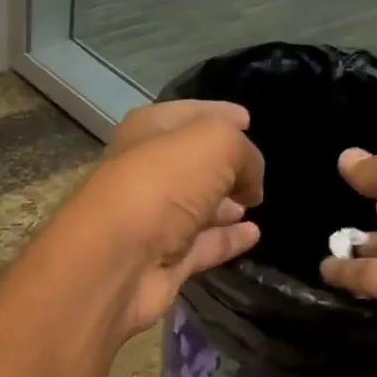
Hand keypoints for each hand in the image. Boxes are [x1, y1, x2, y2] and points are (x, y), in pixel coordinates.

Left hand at [62, 100, 265, 334]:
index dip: (221, 115)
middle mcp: (148, 174)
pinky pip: (204, 245)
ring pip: (198, 207)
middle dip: (225, 166)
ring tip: (258, 203)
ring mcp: (155, 221)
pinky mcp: (165, 261)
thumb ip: (245, 154)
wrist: (118, 261)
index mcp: (149, 132)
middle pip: (193, 164)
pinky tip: (254, 235)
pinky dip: (227, 240)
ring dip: (226, 205)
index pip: (190, 115)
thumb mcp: (216, 144)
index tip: (249, 120)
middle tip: (257, 172)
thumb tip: (252, 183)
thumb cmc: (162, 185)